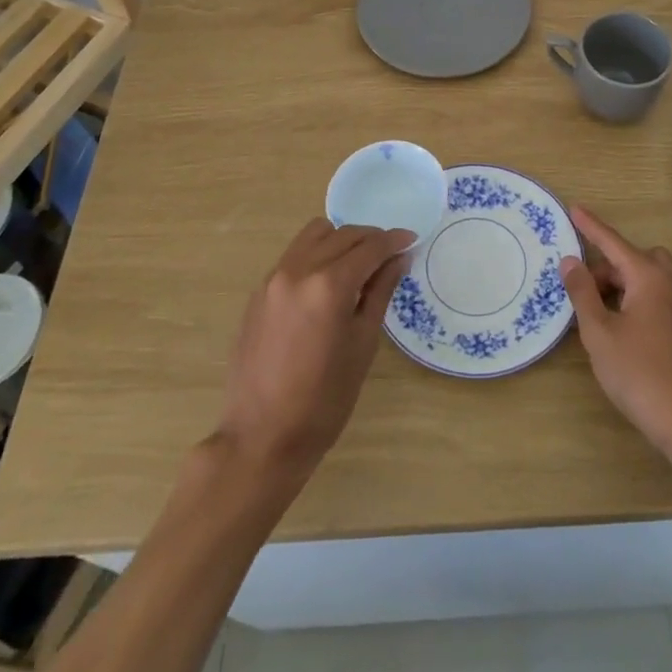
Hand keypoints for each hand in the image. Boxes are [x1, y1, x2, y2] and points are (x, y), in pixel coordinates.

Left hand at [214, 218, 412, 475]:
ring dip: (341, 240)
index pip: (370, 247)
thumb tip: (399, 258)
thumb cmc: (324, 400)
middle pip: (343, 235)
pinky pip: (294, 255)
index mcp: (329, 285)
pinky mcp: (259, 291)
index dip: (394, 240)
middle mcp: (299, 270)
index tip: (411, 239)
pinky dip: (317, 254)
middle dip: (371, 239)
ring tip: (357, 264)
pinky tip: (327, 282)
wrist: (262, 437)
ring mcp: (274, 278)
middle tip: (390, 255)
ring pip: (314, 235)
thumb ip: (380, 292)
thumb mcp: (363, 344)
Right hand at [559, 205, 671, 459]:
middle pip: (633, 259)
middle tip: (586, 297)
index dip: (591, 226)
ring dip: (632, 279)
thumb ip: (582, 292)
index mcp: (647, 276)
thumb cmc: (638, 374)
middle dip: (607, 269)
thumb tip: (570, 260)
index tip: (574, 207)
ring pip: (657, 272)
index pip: (612, 242)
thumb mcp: (598, 332)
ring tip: (613, 307)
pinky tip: (657, 305)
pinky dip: (666, 289)